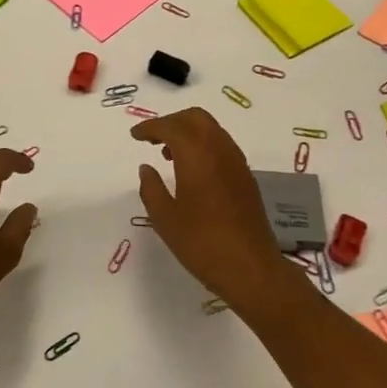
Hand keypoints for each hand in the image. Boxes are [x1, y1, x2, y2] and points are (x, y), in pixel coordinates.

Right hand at [132, 108, 295, 309]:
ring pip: (211, 129)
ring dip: (188, 132)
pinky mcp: (245, 176)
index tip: (134, 135)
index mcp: (197, 155)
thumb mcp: (165, 219)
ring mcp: (236, 162)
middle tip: (152, 139)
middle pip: (195, 117)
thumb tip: (146, 168)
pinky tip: (191, 170)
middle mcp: (219, 149)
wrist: (252, 270)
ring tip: (168, 154)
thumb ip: (151, 188)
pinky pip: (221, 145)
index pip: (170, 127)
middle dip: (171, 121)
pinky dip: (203, 145)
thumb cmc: (202, 244)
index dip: (150, 127)